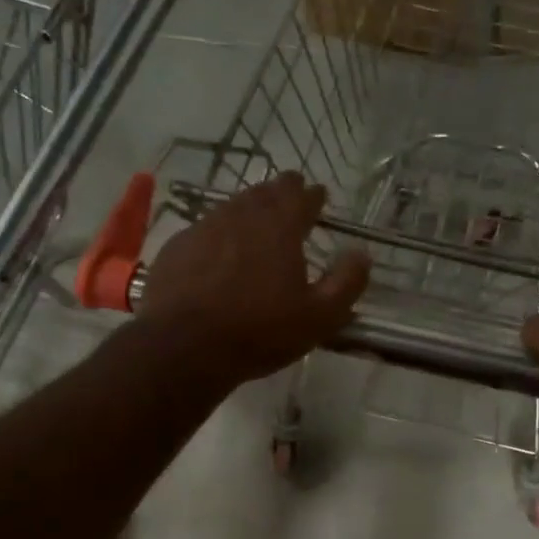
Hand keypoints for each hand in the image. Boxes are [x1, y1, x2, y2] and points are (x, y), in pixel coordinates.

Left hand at [138, 173, 369, 385]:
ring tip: (256, 224)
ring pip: (232, 207)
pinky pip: (205, 230)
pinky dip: (219, 234)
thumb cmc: (259, 332)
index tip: (318, 197)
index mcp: (280, 226)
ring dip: (248, 210)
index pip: (301, 196)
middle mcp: (241, 215)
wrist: (183, 346)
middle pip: (264, 192)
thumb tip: (361, 254)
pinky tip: (218, 252)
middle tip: (289, 201)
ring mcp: (204, 227)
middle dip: (280, 194)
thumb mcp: (319, 317)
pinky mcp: (177, 247)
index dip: (312, 195)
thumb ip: (346, 282)